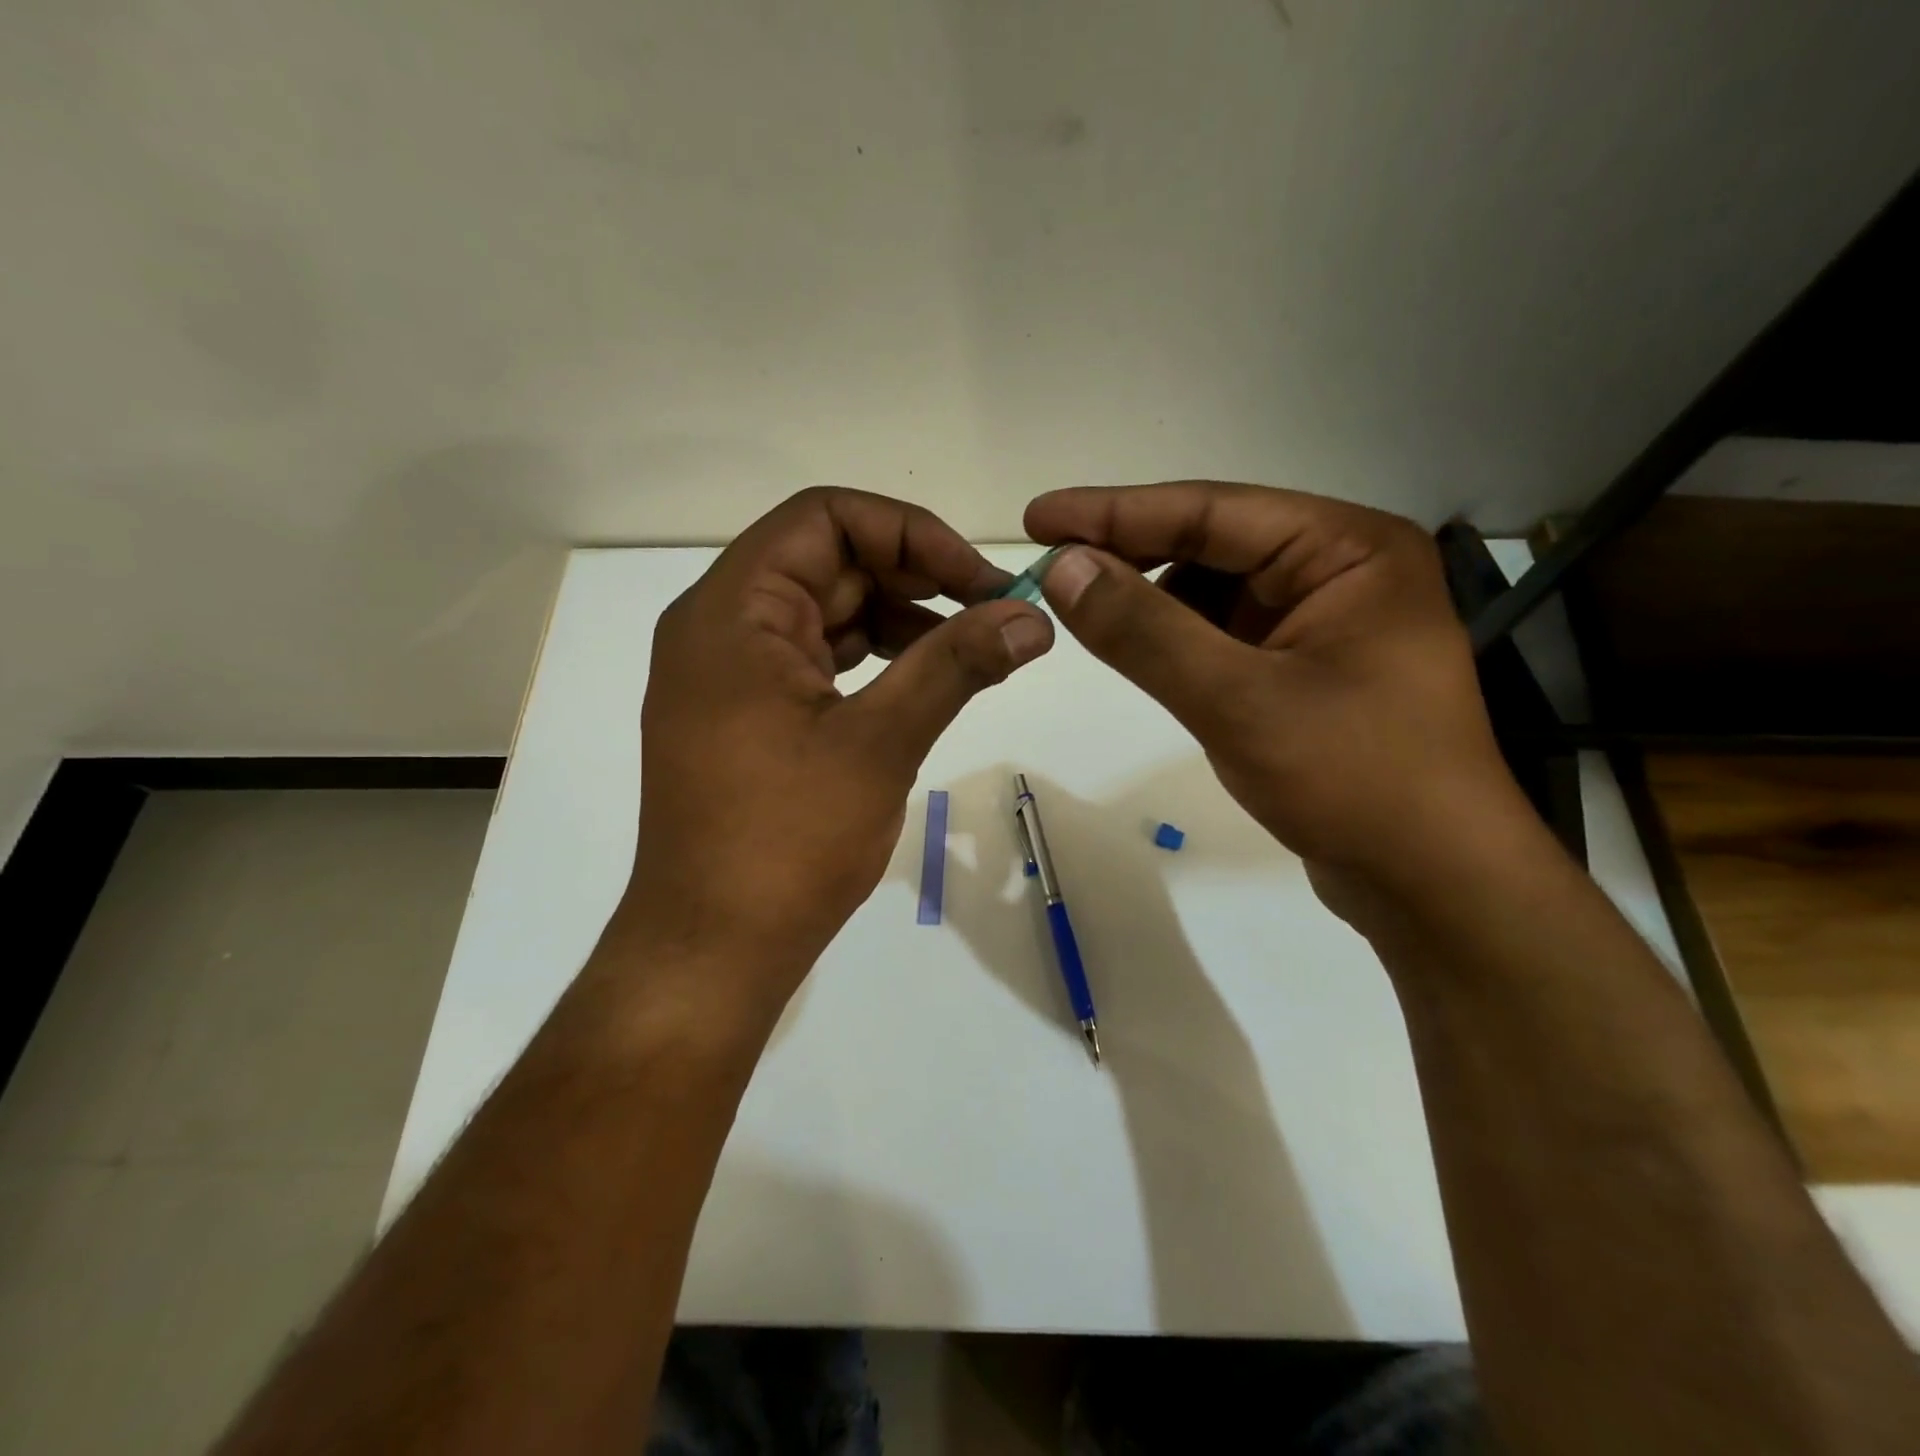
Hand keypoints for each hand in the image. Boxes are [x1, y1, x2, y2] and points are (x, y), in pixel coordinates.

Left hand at [621, 488, 1053, 1008]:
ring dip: (896, 619)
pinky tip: (920, 682)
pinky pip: (812, 659)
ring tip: (969, 650)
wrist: (712, 947)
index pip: (825, 519)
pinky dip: (869, 659)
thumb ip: (956, 665)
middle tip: (990, 613)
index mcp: (732, 612)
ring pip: (823, 612)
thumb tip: (1032, 617)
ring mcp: (727, 675)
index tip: (977, 579)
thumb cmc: (787, 841)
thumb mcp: (880, 742)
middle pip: (825, 562)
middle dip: (913, 577)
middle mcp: (718, 628)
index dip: (910, 534)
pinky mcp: (743, 716)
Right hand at [1025, 482, 1524, 902]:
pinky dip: (1175, 640)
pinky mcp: (1307, 670)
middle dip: (1129, 555)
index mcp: (1348, 549)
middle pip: (1212, 543)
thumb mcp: (1237, 700)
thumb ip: (1144, 631)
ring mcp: (1325, 622)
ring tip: (1082, 609)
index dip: (1114, 513)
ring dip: (1149, 600)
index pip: (1212, 509)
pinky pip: (1224, 636)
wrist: (1434, 886)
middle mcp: (1341, 571)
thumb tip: (1062, 567)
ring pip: (1213, 592)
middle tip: (1048, 565)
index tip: (1037, 517)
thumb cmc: (1354, 781)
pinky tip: (1136, 651)